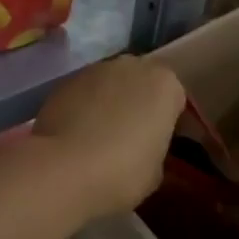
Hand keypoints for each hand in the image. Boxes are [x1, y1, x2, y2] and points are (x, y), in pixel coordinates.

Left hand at [28, 56, 185, 220]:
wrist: (64, 169)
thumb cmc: (124, 172)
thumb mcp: (155, 170)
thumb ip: (155, 148)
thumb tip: (143, 148)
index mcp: (165, 84)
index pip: (175, 100)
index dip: (170, 123)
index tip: (163, 144)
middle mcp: (132, 66)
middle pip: (141, 83)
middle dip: (139, 104)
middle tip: (133, 136)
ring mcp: (95, 70)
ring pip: (110, 85)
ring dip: (109, 103)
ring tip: (101, 136)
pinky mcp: (64, 81)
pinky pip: (83, 94)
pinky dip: (83, 108)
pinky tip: (77, 134)